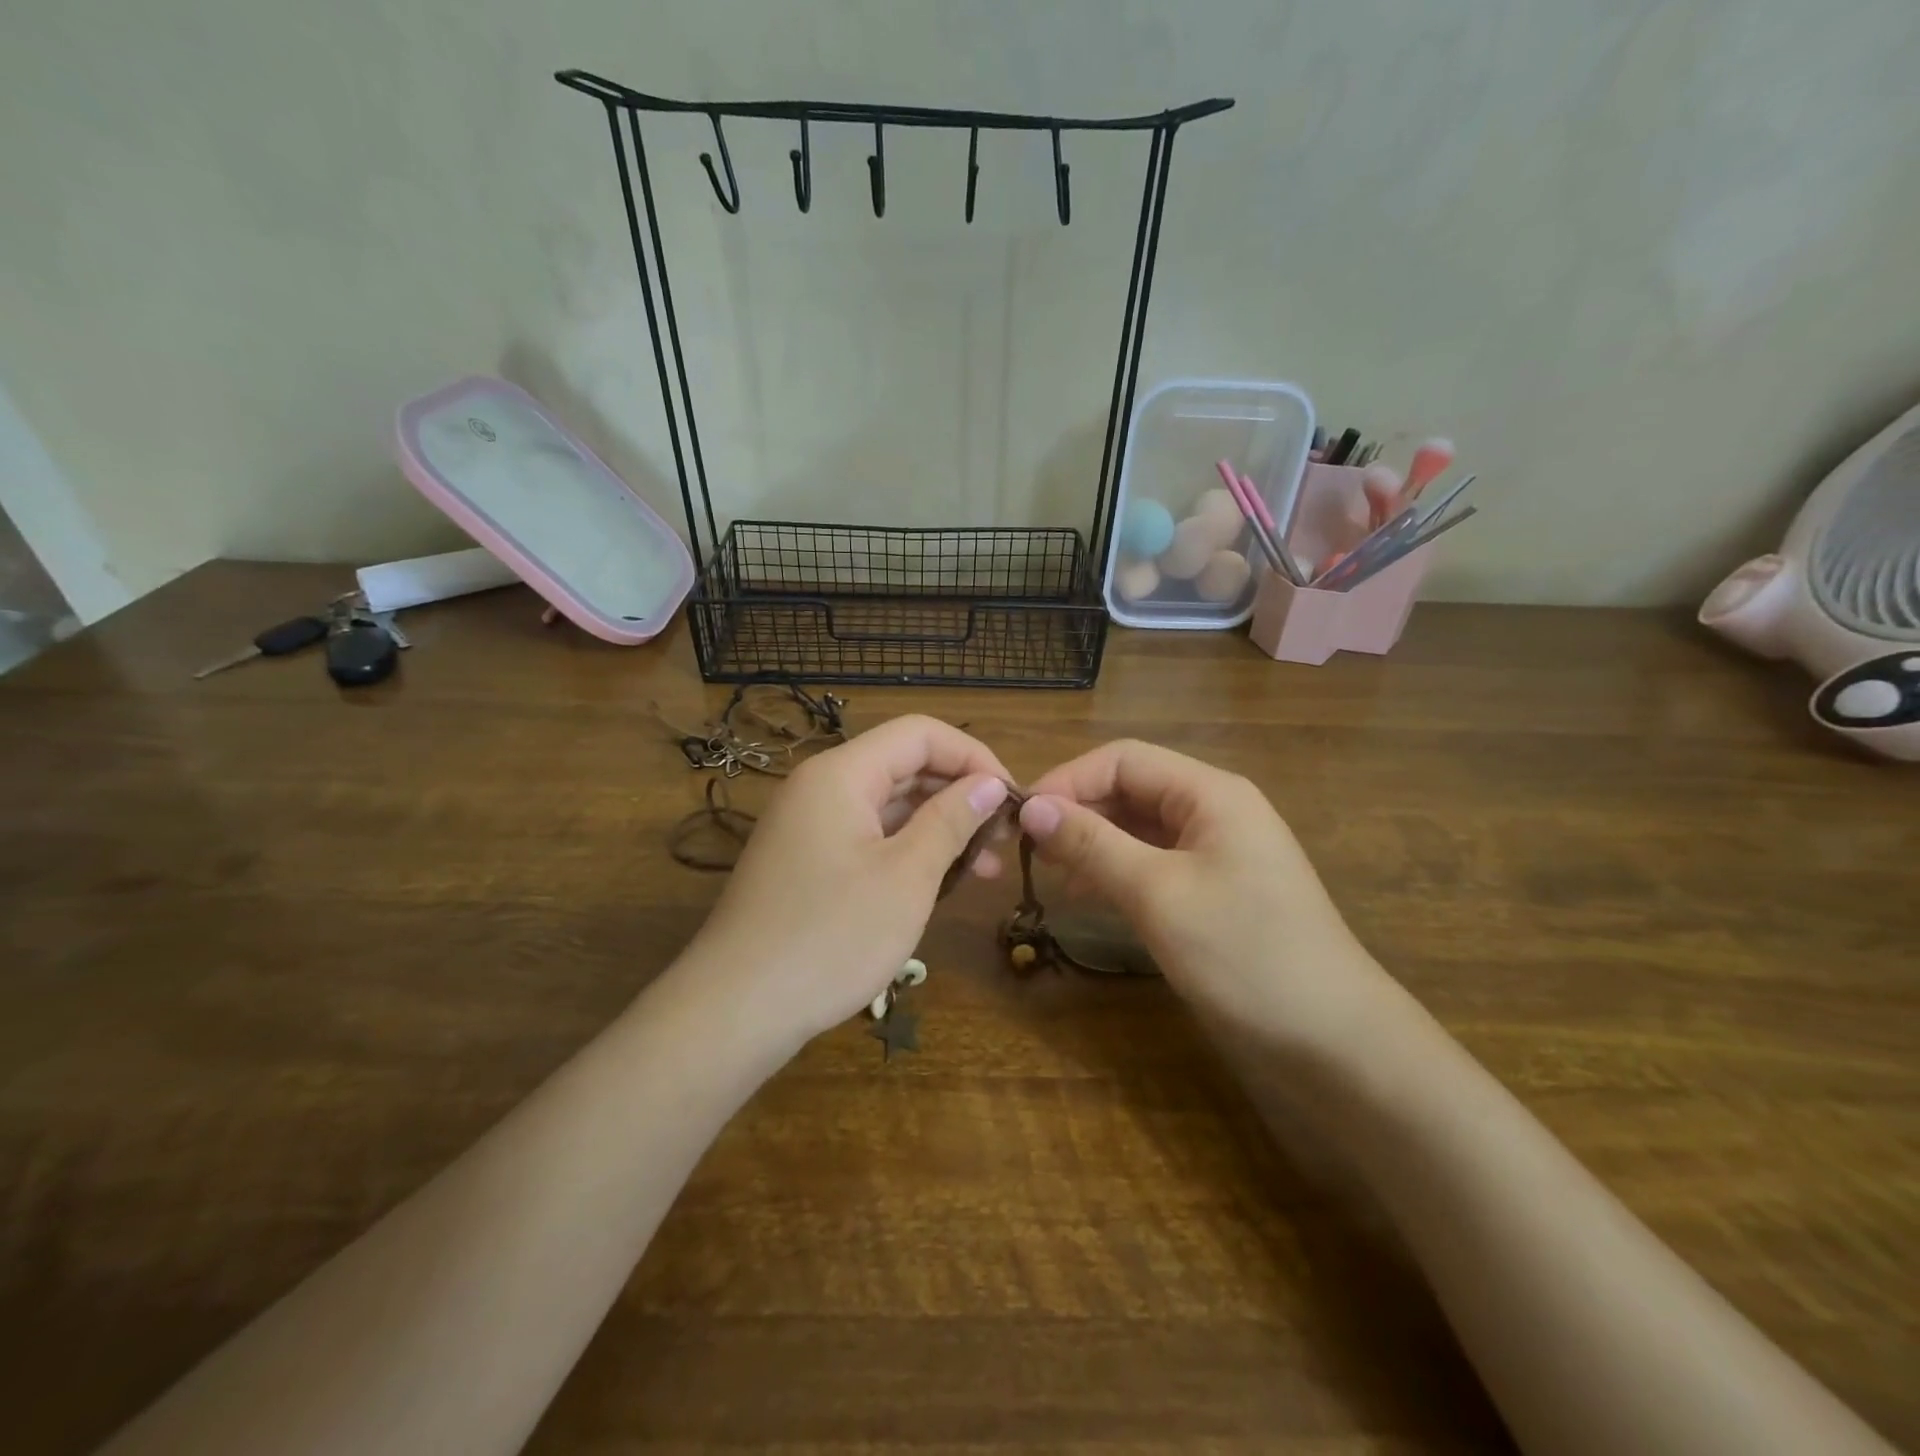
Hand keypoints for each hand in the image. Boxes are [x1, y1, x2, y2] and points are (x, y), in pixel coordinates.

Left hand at [689, 715, 1011, 1044]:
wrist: (735, 1010)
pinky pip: (869, 836)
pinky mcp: (807, 861)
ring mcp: (810, 825)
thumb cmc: (831, 937)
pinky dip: (908, 851)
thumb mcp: (907, 876)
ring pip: (889, 805)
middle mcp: (821, 786)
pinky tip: (940, 882)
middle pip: (904, 766)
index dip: (974, 757)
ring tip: (985, 870)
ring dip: (940, 828)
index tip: (1012, 800)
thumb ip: (951, 820)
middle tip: (1005, 841)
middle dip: (960, 795)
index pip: (921, 734)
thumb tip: (989, 783)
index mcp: (841, 773)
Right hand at [1021, 740, 1392, 1057]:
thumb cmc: (1244, 954)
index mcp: (1211, 793)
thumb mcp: (1158, 894)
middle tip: (1028, 849)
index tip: (1020, 817)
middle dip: (1078, 811)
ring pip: (1139, 828)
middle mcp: (1215, 810)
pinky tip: (1088, 895)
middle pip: (1131, 789)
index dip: (1068, 780)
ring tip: (1050, 872)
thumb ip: (1092, 844)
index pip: (1124, 760)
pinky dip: (1116, 871)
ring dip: (1093, 842)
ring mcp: (1217, 852)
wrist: (1334, 1042)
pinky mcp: (1215, 891)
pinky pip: (1154, 863)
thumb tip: (1030, 807)